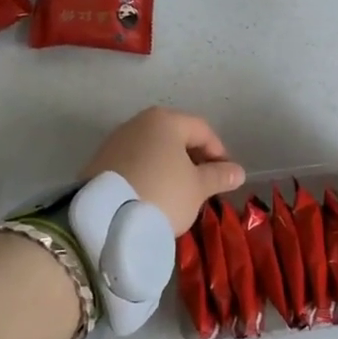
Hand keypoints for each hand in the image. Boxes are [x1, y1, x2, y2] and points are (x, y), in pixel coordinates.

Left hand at [82, 107, 244, 234]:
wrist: (104, 218)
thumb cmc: (162, 194)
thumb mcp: (197, 188)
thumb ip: (219, 176)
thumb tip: (237, 171)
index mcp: (166, 120)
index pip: (203, 130)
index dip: (219, 152)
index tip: (226, 177)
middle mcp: (139, 122)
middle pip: (176, 136)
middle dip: (193, 159)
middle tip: (204, 185)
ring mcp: (116, 140)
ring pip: (154, 149)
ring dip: (170, 167)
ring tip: (179, 193)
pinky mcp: (100, 161)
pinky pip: (134, 162)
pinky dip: (148, 173)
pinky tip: (153, 195)